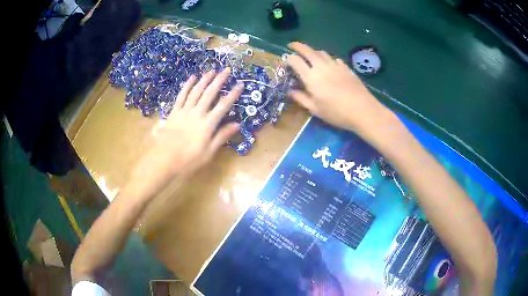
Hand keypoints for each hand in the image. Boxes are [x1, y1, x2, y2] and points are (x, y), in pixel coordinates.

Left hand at [129, 68, 243, 197]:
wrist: (164, 160)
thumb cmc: (188, 160)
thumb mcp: (208, 153)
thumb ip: (222, 136)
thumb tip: (237, 124)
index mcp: (207, 124)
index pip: (223, 106)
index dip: (233, 94)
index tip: (240, 84)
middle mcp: (197, 113)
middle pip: (209, 93)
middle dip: (219, 80)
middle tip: (227, 69)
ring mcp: (184, 111)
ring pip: (196, 91)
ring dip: (204, 80)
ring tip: (211, 71)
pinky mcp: (174, 112)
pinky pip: (181, 96)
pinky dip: (187, 86)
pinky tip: (191, 78)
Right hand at [286, 42, 390, 136]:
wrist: (362, 110)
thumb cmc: (336, 112)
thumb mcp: (315, 109)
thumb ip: (301, 98)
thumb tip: (290, 91)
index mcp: (311, 77)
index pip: (295, 61)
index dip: (289, 58)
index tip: (286, 60)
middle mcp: (321, 66)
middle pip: (307, 50)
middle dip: (297, 46)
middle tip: (292, 45)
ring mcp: (335, 65)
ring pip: (321, 52)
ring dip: (313, 51)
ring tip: (310, 55)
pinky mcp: (346, 67)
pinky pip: (333, 58)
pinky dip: (327, 58)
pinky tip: (329, 65)